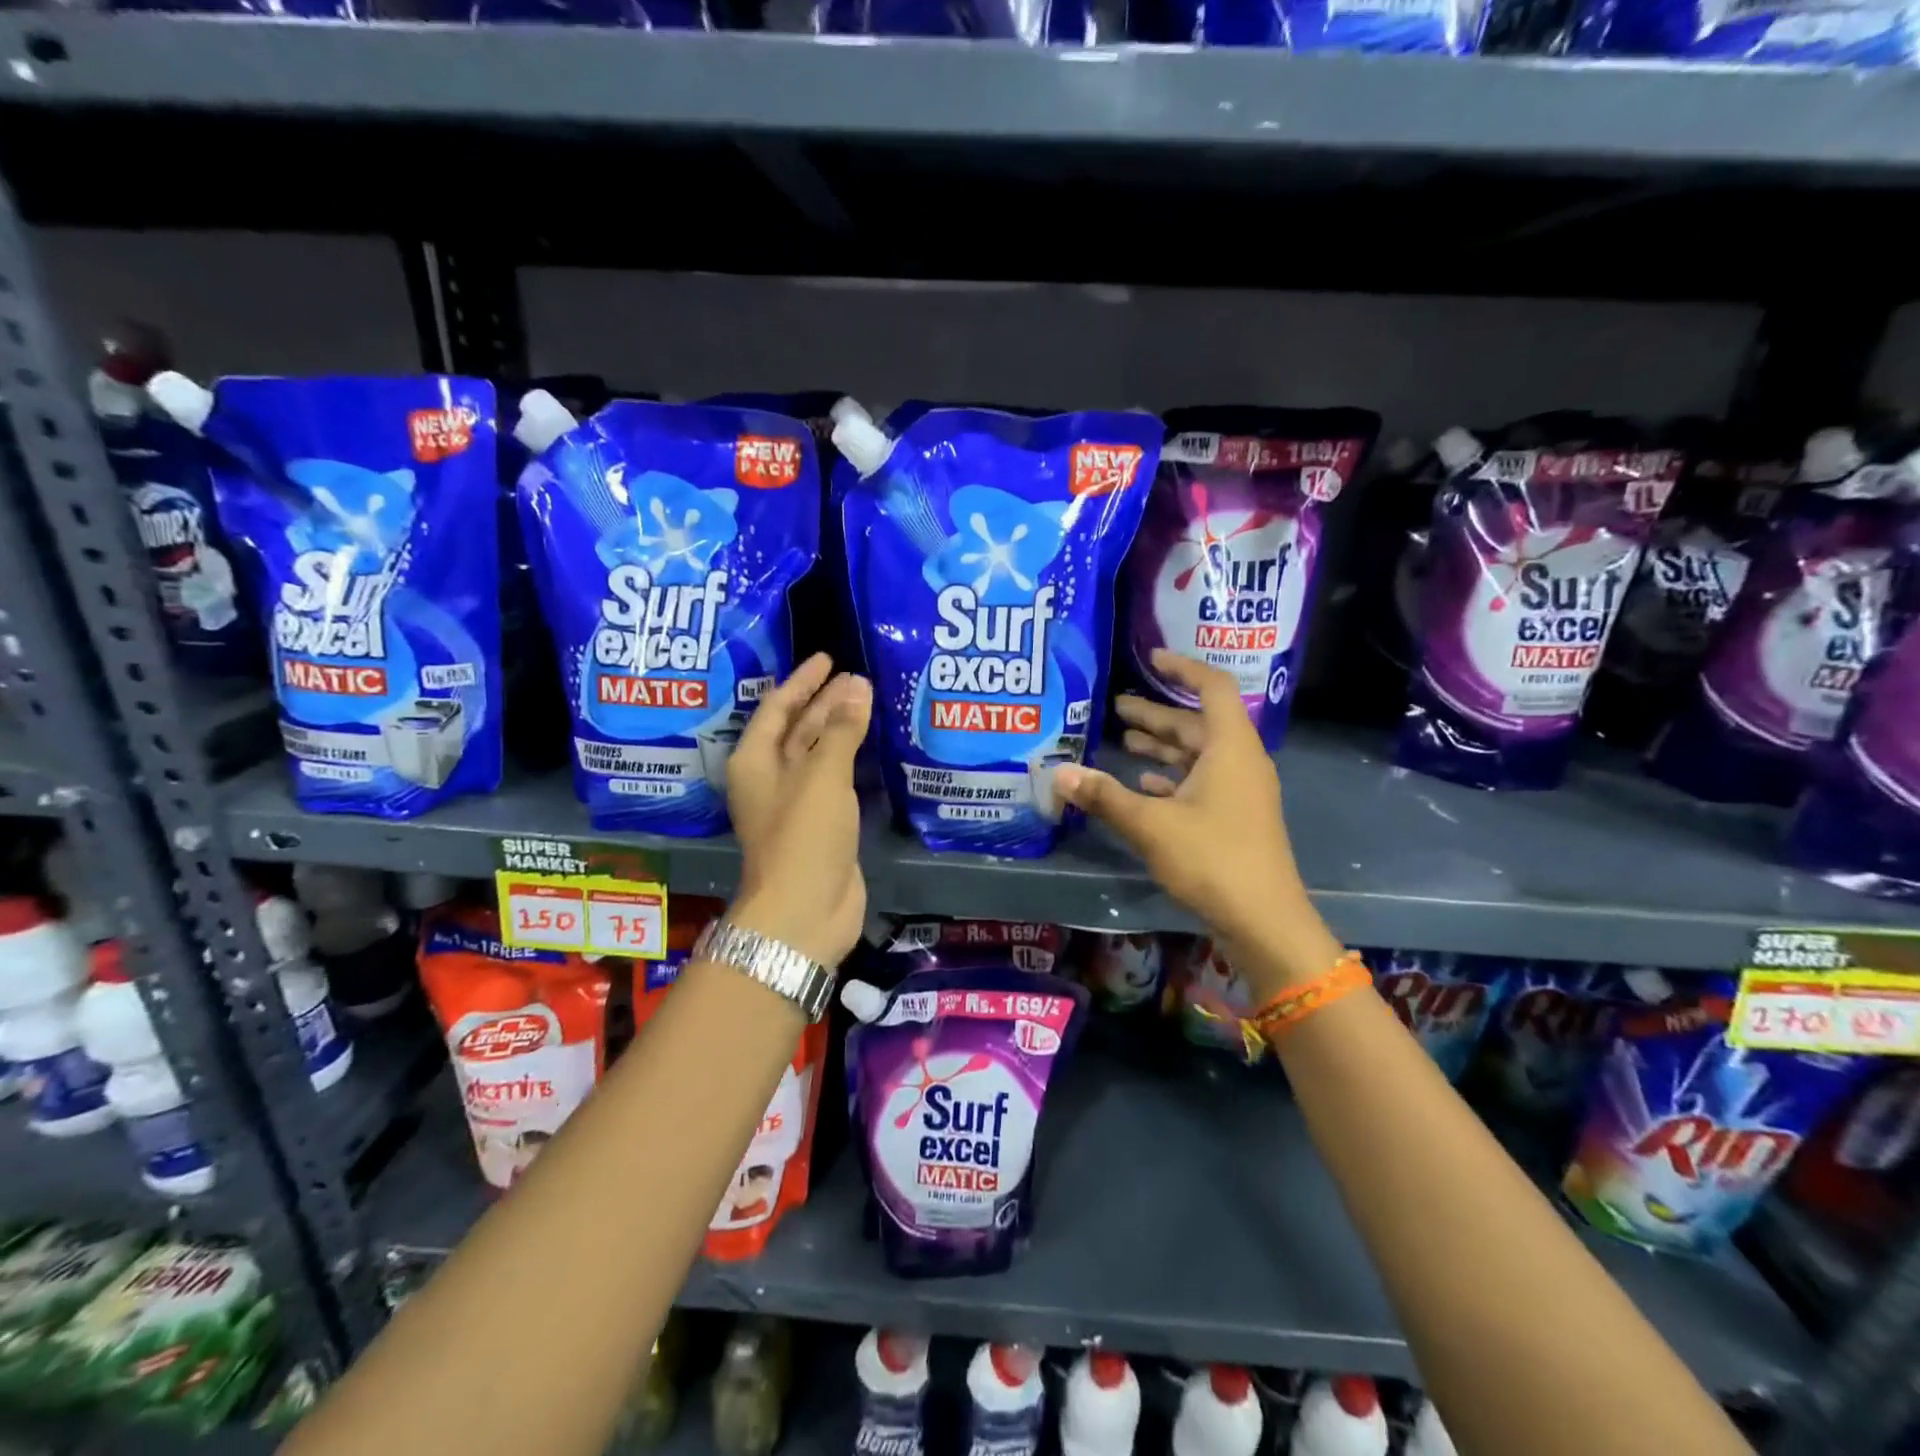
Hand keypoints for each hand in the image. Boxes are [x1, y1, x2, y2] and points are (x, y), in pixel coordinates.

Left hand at [725, 653, 871, 968]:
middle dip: (826, 702)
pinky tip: (872, 745)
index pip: (777, 707)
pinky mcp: (821, 823)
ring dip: (840, 728)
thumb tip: (858, 686)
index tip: (827, 658)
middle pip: (798, 728)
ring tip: (869, 700)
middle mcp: (771, 777)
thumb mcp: (822, 775)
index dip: (802, 682)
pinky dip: (851, 759)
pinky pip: (835, 779)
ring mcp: (796, 802)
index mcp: (755, 760)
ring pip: (818, 753)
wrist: (804, 910)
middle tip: (857, 677)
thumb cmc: (803, 835)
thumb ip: (841, 729)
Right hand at [1056, 651, 1311, 957]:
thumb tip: (1059, 773)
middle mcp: (1239, 762)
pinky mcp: (1234, 818)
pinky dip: (1172, 777)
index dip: (1182, 668)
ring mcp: (1239, 792)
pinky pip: (1201, 783)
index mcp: (1230, 748)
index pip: (1213, 688)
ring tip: (1123, 740)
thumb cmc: (1212, 859)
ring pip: (1198, 755)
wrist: (1263, 920)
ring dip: (1162, 746)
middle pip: (1197, 724)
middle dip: (1157, 714)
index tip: (1151, 659)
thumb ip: (1104, 795)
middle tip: (1115, 707)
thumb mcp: (1151, 824)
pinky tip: (1143, 784)